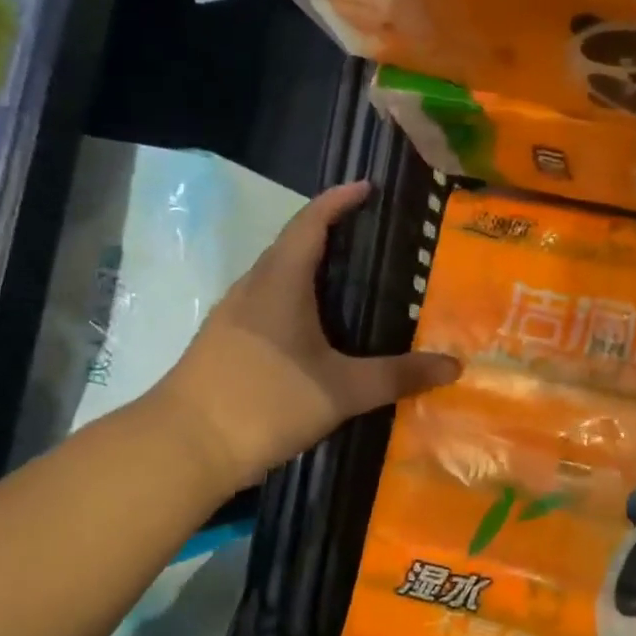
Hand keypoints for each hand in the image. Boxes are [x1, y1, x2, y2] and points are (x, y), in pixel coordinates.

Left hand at [151, 181, 460, 487]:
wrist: (183, 448)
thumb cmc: (264, 402)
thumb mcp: (341, 390)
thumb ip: (397, 376)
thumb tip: (453, 366)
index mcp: (280, 283)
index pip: (310, 223)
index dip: (339, 200)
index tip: (367, 187)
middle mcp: (253, 289)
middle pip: (293, 245)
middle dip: (330, 233)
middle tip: (373, 239)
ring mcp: (232, 317)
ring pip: (277, 277)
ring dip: (311, 269)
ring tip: (351, 283)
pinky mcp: (224, 344)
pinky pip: (267, 305)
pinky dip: (296, 301)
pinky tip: (317, 330)